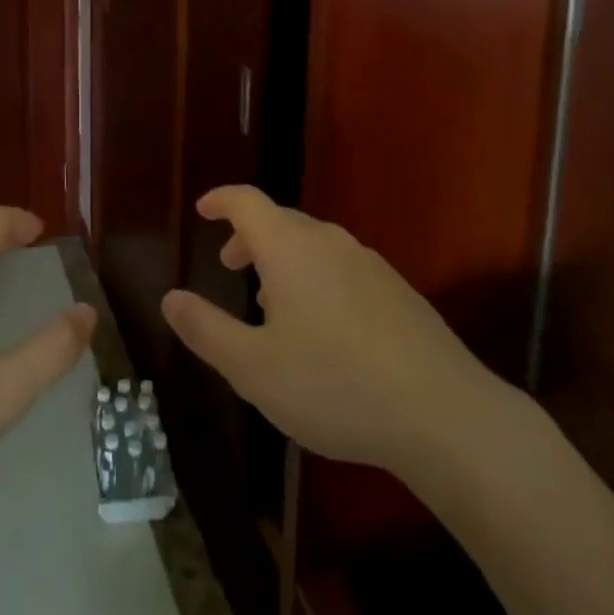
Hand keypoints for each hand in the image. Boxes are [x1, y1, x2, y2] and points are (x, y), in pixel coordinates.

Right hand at [161, 186, 520, 482]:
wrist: (443, 414)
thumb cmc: (335, 385)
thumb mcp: (254, 368)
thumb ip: (206, 329)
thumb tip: (169, 298)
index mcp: (289, 248)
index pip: (246, 201)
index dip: (220, 200)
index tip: (203, 210)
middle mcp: (329, 241)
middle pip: (280, 220)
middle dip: (249, 236)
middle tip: (230, 266)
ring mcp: (368, 263)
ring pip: (313, 245)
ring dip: (283, 260)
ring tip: (272, 303)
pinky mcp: (397, 290)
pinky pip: (341, 267)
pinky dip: (316, 277)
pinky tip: (324, 328)